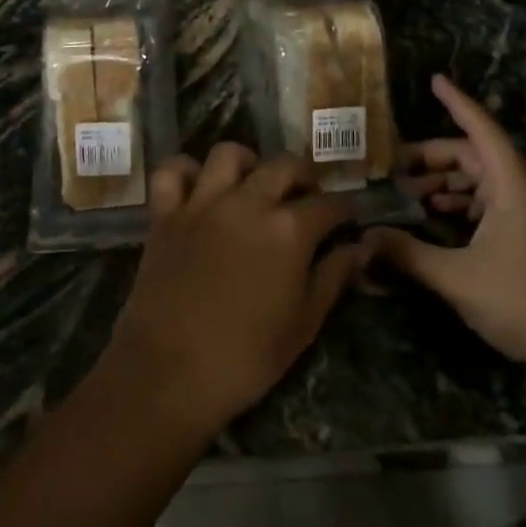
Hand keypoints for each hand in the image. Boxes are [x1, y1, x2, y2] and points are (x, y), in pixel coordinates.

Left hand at [100, 143, 365, 438]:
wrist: (169, 372)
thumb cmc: (246, 357)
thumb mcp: (303, 324)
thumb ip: (333, 277)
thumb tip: (360, 248)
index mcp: (288, 230)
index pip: (329, 205)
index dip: (345, 209)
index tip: (350, 217)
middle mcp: (248, 202)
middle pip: (284, 165)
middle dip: (303, 176)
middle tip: (306, 198)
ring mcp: (202, 203)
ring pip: (228, 154)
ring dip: (248, 163)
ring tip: (253, 185)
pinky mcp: (165, 213)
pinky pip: (173, 172)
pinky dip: (186, 171)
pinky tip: (199, 188)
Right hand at [366, 75, 525, 375]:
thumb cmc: (525, 301)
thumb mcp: (457, 278)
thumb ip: (408, 254)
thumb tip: (364, 237)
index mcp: (511, 186)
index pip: (481, 130)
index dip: (457, 103)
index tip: (434, 80)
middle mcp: (523, 192)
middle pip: (475, 157)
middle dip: (433, 159)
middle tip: (392, 169)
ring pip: (482, 183)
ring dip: (446, 185)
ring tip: (408, 198)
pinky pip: (491, 206)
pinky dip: (462, 206)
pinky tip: (438, 223)